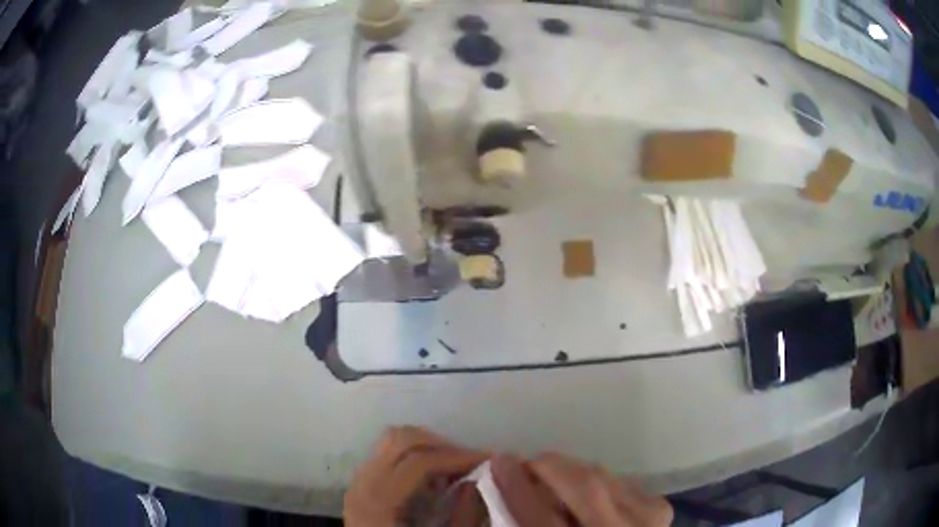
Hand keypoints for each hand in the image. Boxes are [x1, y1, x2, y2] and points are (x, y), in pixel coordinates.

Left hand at [344, 426, 487, 525]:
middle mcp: (362, 484)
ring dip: (429, 448)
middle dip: (444, 446)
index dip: (458, 457)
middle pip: (402, 440)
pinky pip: (388, 455)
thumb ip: (462, 517)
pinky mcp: (362, 484)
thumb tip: (476, 481)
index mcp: (378, 502)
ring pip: (393, 441)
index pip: (418, 463)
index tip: (490, 461)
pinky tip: (434, 479)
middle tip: (473, 463)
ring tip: (455, 468)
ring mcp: (358, 481)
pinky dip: (415, 457)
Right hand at [492, 453, 672, 526]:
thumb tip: (504, 487)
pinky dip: (599, 479)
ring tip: (555, 474)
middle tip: (528, 462)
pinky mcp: (659, 508)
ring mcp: (647, 519)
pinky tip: (587, 487)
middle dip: (550, 467)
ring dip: (573, 471)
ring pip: (602, 477)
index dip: (517, 488)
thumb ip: (524, 520)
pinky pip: (621, 481)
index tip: (500, 461)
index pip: (541, 518)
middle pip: (584, 488)